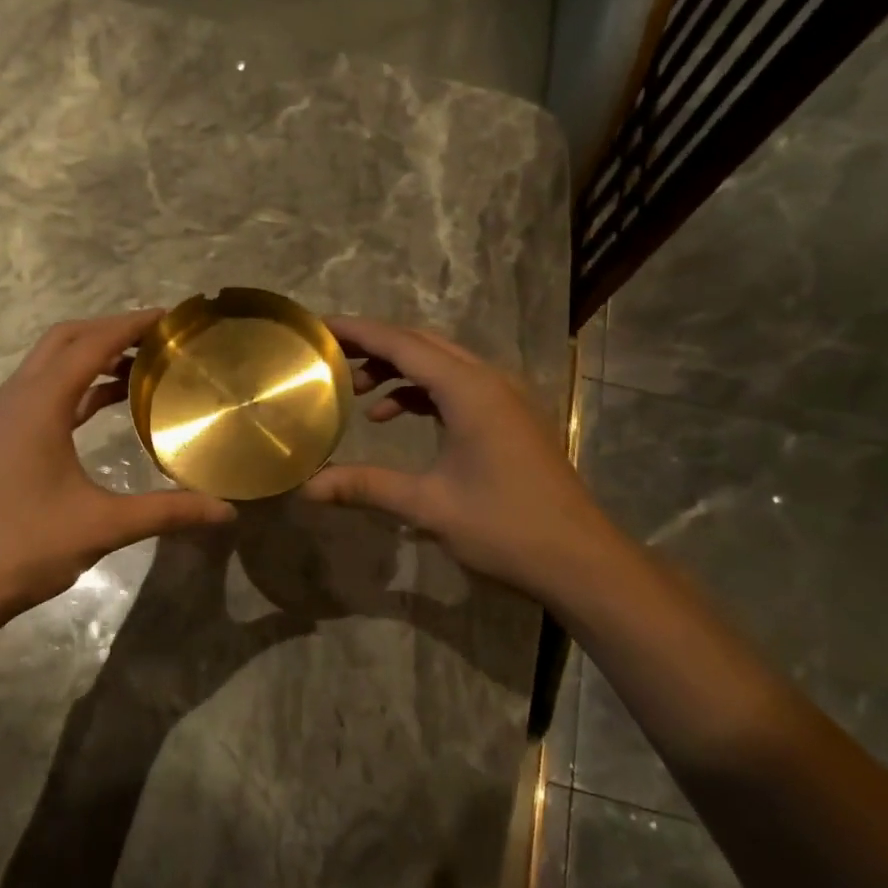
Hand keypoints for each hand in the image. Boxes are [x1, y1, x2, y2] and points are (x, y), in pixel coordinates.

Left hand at [0, 310, 236, 631]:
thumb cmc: (25, 546)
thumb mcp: (103, 525)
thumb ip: (167, 511)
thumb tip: (227, 512)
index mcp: (39, 402)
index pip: (91, 343)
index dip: (132, 324)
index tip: (171, 317)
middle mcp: (17, 396)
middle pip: (66, 339)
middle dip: (111, 329)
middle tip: (158, 337)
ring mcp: (3, 415)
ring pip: (50, 363)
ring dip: (92, 355)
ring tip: (141, 364)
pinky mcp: (0, 436)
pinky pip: (43, 390)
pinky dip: (77, 384)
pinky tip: (107, 401)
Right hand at [301, 315, 637, 608]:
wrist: (580, 560)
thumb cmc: (505, 527)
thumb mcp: (429, 506)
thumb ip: (366, 486)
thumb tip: (307, 488)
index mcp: (469, 390)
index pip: (402, 344)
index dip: (358, 332)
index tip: (320, 327)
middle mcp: (489, 380)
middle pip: (422, 344)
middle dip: (374, 346)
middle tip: (330, 358)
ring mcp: (504, 397)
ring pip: (440, 364)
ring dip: (398, 370)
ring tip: (356, 392)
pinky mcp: (509, 417)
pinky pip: (456, 386)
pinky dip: (421, 392)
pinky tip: (394, 417)